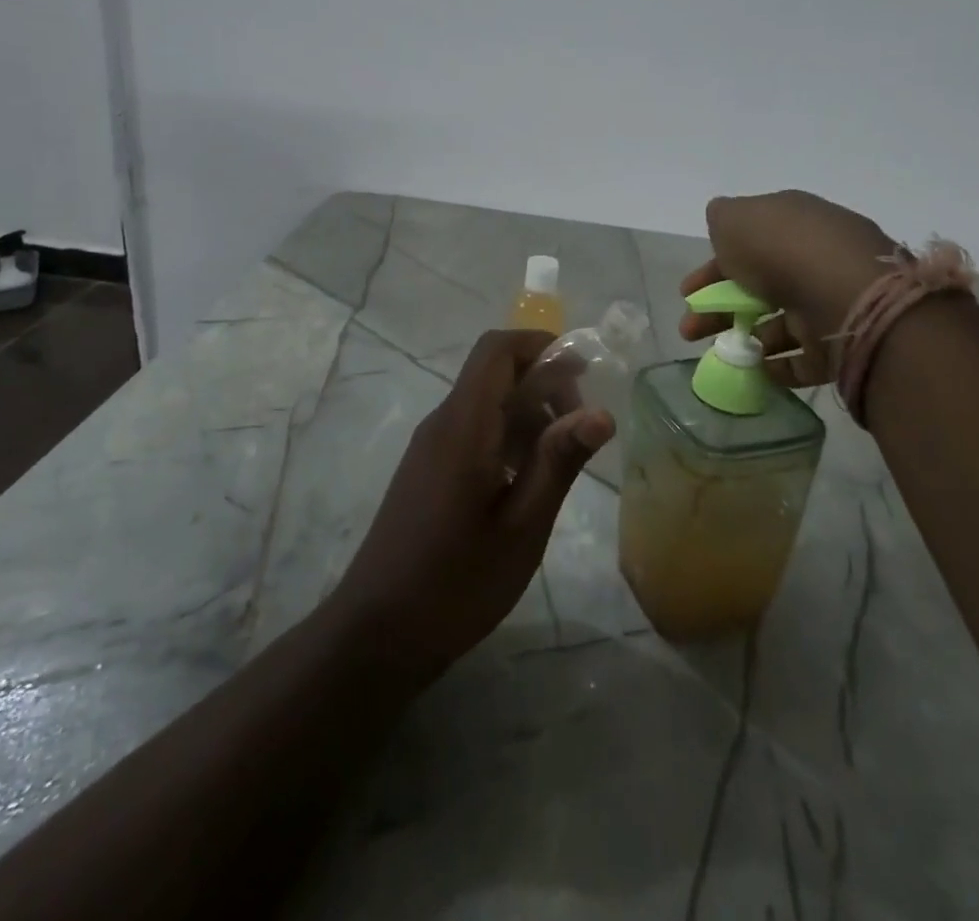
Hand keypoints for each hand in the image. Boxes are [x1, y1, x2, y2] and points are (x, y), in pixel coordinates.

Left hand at [327, 329, 613, 679]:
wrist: (377, 633)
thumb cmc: (456, 582)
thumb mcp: (522, 526)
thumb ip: (559, 462)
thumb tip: (602, 412)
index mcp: (464, 425)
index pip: (497, 350)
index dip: (540, 345)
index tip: (582, 372)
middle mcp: (443, 422)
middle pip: (494, 373)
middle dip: (543, 384)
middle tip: (579, 428)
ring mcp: (431, 446)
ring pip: (485, 403)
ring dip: (527, 414)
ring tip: (561, 461)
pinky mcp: (427, 469)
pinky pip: (472, 430)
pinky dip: (506, 438)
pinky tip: (526, 483)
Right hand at [681, 191, 896, 388]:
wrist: (844, 295)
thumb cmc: (781, 249)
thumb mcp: (735, 219)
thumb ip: (722, 218)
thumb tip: (724, 222)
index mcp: (793, 221)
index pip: (748, 243)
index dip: (714, 267)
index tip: (687, 293)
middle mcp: (814, 257)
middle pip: (760, 284)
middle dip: (720, 307)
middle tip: (691, 330)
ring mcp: (831, 300)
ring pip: (780, 321)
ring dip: (746, 337)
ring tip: (721, 354)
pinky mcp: (843, 341)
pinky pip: (804, 356)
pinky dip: (778, 365)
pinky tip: (755, 369)